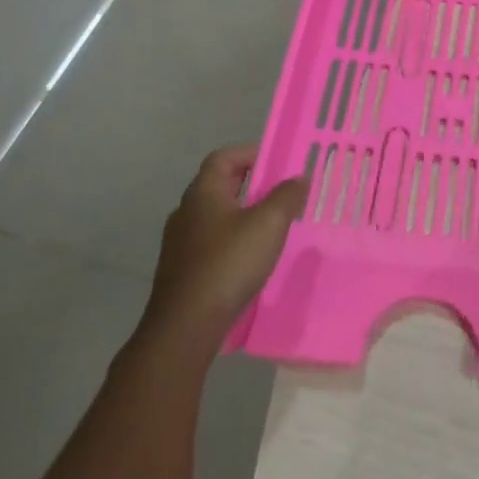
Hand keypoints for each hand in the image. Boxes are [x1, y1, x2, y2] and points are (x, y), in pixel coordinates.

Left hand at [141, 145, 307, 343]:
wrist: (185, 326)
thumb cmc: (229, 263)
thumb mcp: (269, 224)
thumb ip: (287, 196)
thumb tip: (298, 178)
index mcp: (203, 192)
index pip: (223, 157)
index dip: (251, 153)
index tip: (278, 162)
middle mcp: (186, 212)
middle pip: (220, 185)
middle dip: (252, 184)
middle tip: (282, 193)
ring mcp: (180, 243)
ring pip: (216, 216)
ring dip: (244, 214)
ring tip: (273, 227)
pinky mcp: (182, 270)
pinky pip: (212, 242)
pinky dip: (233, 240)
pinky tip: (252, 259)